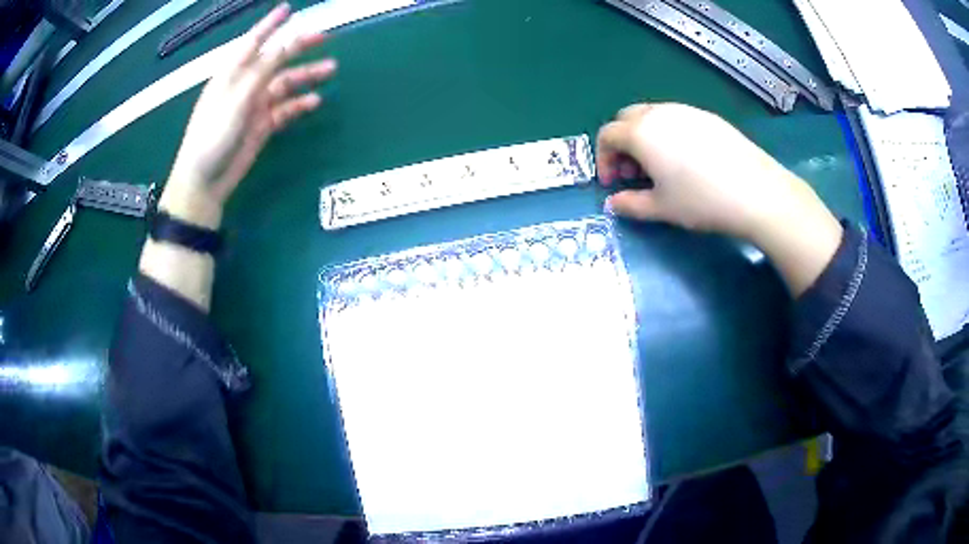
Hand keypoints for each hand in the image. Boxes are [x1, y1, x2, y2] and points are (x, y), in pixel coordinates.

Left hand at [161, 3, 336, 227]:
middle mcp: (244, 85)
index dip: (270, 25)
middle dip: (298, 47)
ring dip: (307, 76)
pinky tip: (314, 102)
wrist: (205, 182)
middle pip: (275, 59)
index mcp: (232, 74)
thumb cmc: (213, 136)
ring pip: (285, 84)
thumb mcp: (237, 99)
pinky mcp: (262, 125)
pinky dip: (300, 105)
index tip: (287, 9)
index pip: (253, 42)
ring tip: (330, 69)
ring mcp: (255, 106)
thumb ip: (261, 71)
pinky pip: (285, 109)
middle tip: (324, 36)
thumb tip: (285, 46)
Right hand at [597, 102, 842, 295]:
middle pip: (626, 119)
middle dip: (622, 144)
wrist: (755, 191)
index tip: (612, 183)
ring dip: (644, 138)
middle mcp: (659, 113)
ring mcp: (686, 111)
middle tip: (633, 173)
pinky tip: (686, 160)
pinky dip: (668, 134)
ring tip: (660, 167)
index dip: (603, 159)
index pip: (607, 135)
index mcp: (641, 132)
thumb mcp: (661, 209)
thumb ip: (630, 205)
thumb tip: (613, 204)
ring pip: (652, 116)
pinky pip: (676, 118)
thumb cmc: (701, 201)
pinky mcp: (708, 116)